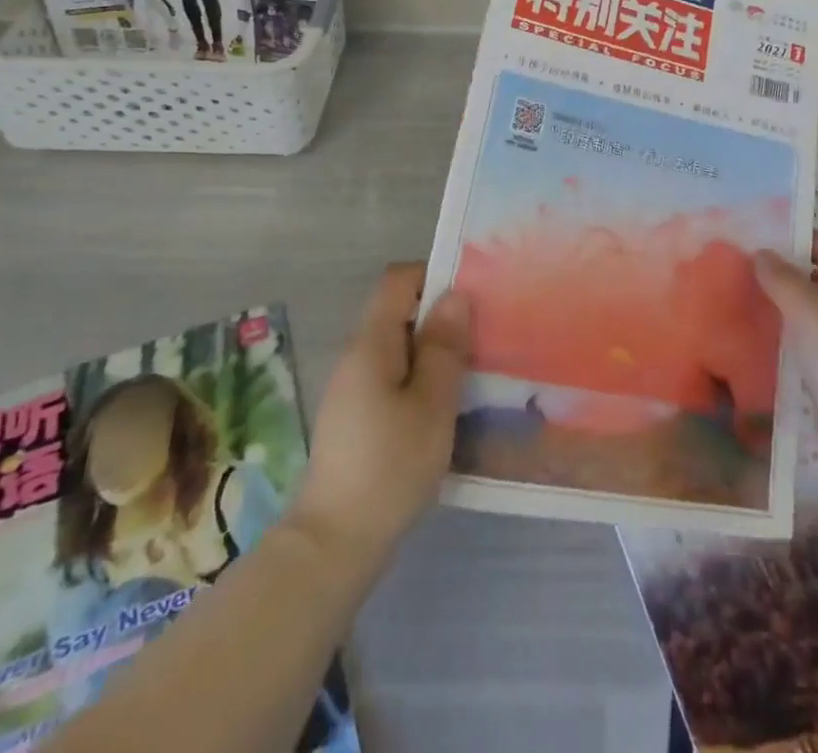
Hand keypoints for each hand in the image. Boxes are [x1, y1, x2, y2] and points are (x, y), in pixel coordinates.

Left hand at [290, 263, 470, 571]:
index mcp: (371, 342)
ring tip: (472, 368)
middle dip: (440, 315)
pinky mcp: (356, 416)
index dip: (433, 275)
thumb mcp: (432, 404)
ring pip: (398, 346)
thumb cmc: (390, 466)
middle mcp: (357, 355)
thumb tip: (455, 295)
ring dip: (433, 350)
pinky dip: (420, 377)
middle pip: (398, 311)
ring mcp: (353, 387)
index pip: (398, 280)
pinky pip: (392, 375)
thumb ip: (445, 347)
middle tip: (483, 334)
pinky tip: (445, 404)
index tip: (471, 295)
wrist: (334, 543)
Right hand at [754, 232, 817, 480]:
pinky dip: (783, 340)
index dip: (792, 236)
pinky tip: (753, 340)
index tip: (753, 233)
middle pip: (817, 279)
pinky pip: (806, 348)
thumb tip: (760, 253)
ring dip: (779, 308)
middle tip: (736, 266)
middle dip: (780, 272)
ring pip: (809, 315)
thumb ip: (782, 277)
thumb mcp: (810, 308)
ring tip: (736, 298)